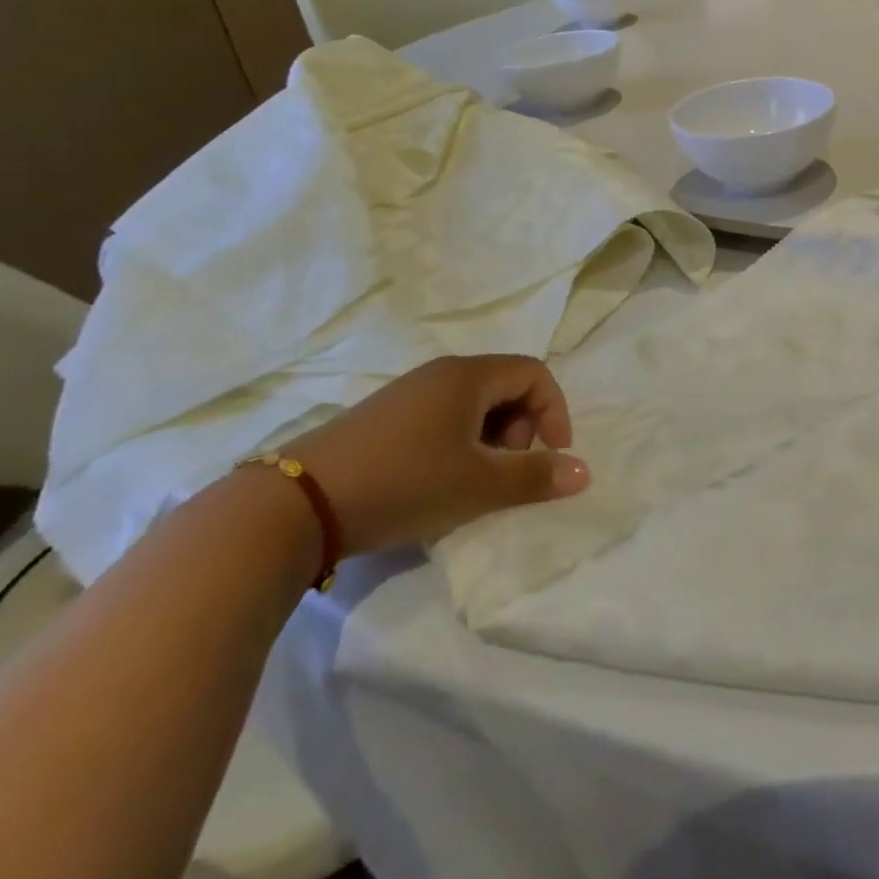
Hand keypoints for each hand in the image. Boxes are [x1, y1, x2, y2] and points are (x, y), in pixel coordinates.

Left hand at [283, 355, 588, 555]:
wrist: (295, 505)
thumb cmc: (404, 482)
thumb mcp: (478, 485)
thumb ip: (535, 477)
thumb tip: (584, 472)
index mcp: (468, 376)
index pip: (534, 374)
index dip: (554, 411)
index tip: (551, 455)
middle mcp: (440, 374)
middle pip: (505, 387)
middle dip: (522, 428)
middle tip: (508, 472)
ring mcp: (407, 394)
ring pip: (472, 405)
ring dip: (490, 440)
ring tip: (475, 482)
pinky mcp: (382, 419)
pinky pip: (441, 418)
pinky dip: (458, 444)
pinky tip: (438, 483)